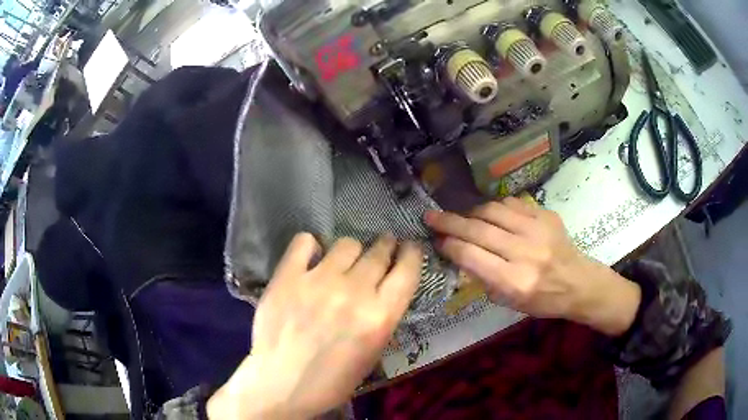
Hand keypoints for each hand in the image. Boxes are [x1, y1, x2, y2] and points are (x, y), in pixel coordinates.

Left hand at [207, 233, 422, 418]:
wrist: (281, 385)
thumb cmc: (332, 379)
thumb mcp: (372, 353)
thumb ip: (382, 316)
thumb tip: (384, 286)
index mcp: (380, 317)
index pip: (407, 269)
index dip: (411, 254)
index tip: (408, 248)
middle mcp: (354, 292)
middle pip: (378, 251)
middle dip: (384, 246)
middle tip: (380, 248)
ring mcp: (318, 281)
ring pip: (346, 244)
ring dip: (350, 251)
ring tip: (342, 262)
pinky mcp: (287, 277)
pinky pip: (304, 242)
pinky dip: (310, 246)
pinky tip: (310, 257)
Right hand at [425, 197, 639, 335]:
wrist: (578, 283)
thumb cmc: (543, 300)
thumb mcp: (509, 302)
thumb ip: (484, 278)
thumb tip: (459, 253)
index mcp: (515, 281)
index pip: (472, 256)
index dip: (450, 245)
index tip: (436, 239)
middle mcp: (526, 253)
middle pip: (479, 230)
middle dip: (450, 222)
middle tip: (431, 216)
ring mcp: (538, 230)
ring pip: (493, 211)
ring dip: (472, 212)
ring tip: (463, 217)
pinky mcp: (546, 215)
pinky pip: (512, 202)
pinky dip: (495, 207)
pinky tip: (491, 214)